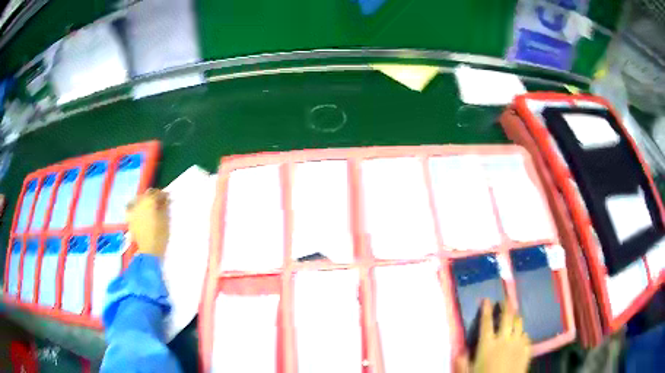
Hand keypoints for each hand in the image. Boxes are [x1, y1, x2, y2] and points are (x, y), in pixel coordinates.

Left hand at [126, 189, 169, 257]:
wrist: (149, 250)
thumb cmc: (160, 234)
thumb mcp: (166, 219)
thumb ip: (164, 206)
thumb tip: (165, 199)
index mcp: (149, 201)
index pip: (156, 193)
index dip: (163, 195)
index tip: (167, 198)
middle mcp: (138, 203)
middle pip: (146, 195)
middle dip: (152, 197)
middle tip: (159, 202)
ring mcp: (132, 211)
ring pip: (137, 200)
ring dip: (143, 201)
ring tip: (149, 206)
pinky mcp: (130, 219)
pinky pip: (131, 209)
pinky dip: (135, 208)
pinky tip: (139, 212)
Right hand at [456, 300, 530, 372]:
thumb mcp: (468, 372)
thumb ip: (462, 361)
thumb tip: (459, 351)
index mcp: (487, 345)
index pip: (486, 322)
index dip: (486, 309)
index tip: (486, 299)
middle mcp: (504, 340)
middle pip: (507, 317)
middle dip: (506, 305)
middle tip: (505, 300)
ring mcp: (518, 343)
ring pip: (519, 323)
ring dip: (516, 317)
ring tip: (514, 315)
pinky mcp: (526, 349)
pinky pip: (526, 336)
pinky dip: (522, 333)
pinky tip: (520, 336)